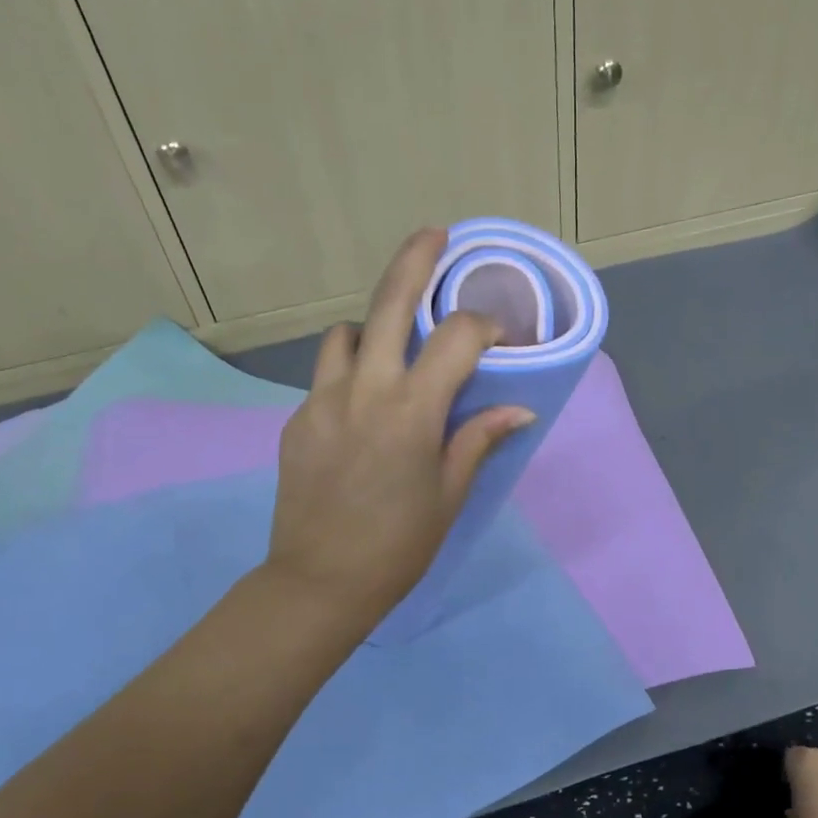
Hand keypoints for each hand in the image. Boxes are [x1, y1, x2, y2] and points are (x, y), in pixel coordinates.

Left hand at [267, 227, 534, 625]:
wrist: (320, 581)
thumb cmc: (399, 545)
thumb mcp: (449, 495)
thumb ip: (478, 441)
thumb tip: (519, 410)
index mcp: (412, 411)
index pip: (457, 338)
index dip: (485, 325)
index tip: (500, 337)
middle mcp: (364, 390)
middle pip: (390, 302)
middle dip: (416, 259)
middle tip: (436, 235)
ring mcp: (323, 400)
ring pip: (347, 333)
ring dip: (375, 327)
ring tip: (394, 348)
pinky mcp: (298, 419)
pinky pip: (327, 376)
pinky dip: (351, 372)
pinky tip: (363, 408)